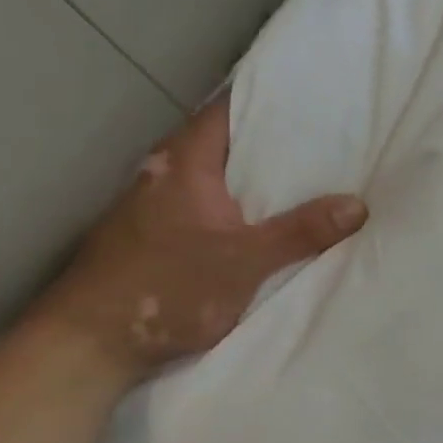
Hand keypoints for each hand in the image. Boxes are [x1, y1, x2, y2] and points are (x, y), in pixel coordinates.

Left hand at [39, 94, 366, 381]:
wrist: (83, 347)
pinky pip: (204, 200)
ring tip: (306, 172)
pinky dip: (235, 200)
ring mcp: (153, 204)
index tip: (312, 96)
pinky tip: (263, 215)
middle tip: (325, 136)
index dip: (269, 98)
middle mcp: (164, 172)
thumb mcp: (245, 262)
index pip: (229, 108)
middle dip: (271, 138)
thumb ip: (301, 232)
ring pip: (214, 172)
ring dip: (252, 173)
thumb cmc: (165, 289)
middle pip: (225, 139)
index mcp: (184, 161)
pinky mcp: (150, 234)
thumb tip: (359, 206)